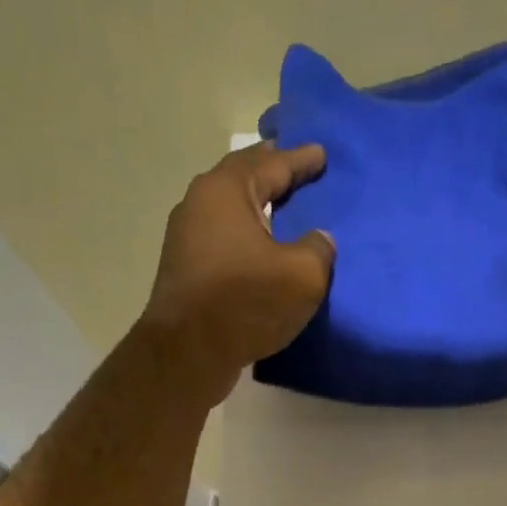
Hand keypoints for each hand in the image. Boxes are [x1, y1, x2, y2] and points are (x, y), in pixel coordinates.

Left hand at [138, 141, 334, 402]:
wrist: (188, 352)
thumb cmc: (246, 302)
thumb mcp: (302, 275)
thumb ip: (318, 249)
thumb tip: (319, 240)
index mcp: (226, 190)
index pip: (271, 163)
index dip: (300, 159)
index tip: (321, 153)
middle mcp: (200, 203)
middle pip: (243, 179)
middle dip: (272, 172)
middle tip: (298, 169)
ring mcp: (187, 238)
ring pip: (230, 211)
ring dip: (257, 207)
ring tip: (283, 208)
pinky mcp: (186, 270)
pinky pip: (224, 240)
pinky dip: (247, 237)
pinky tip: (262, 249)